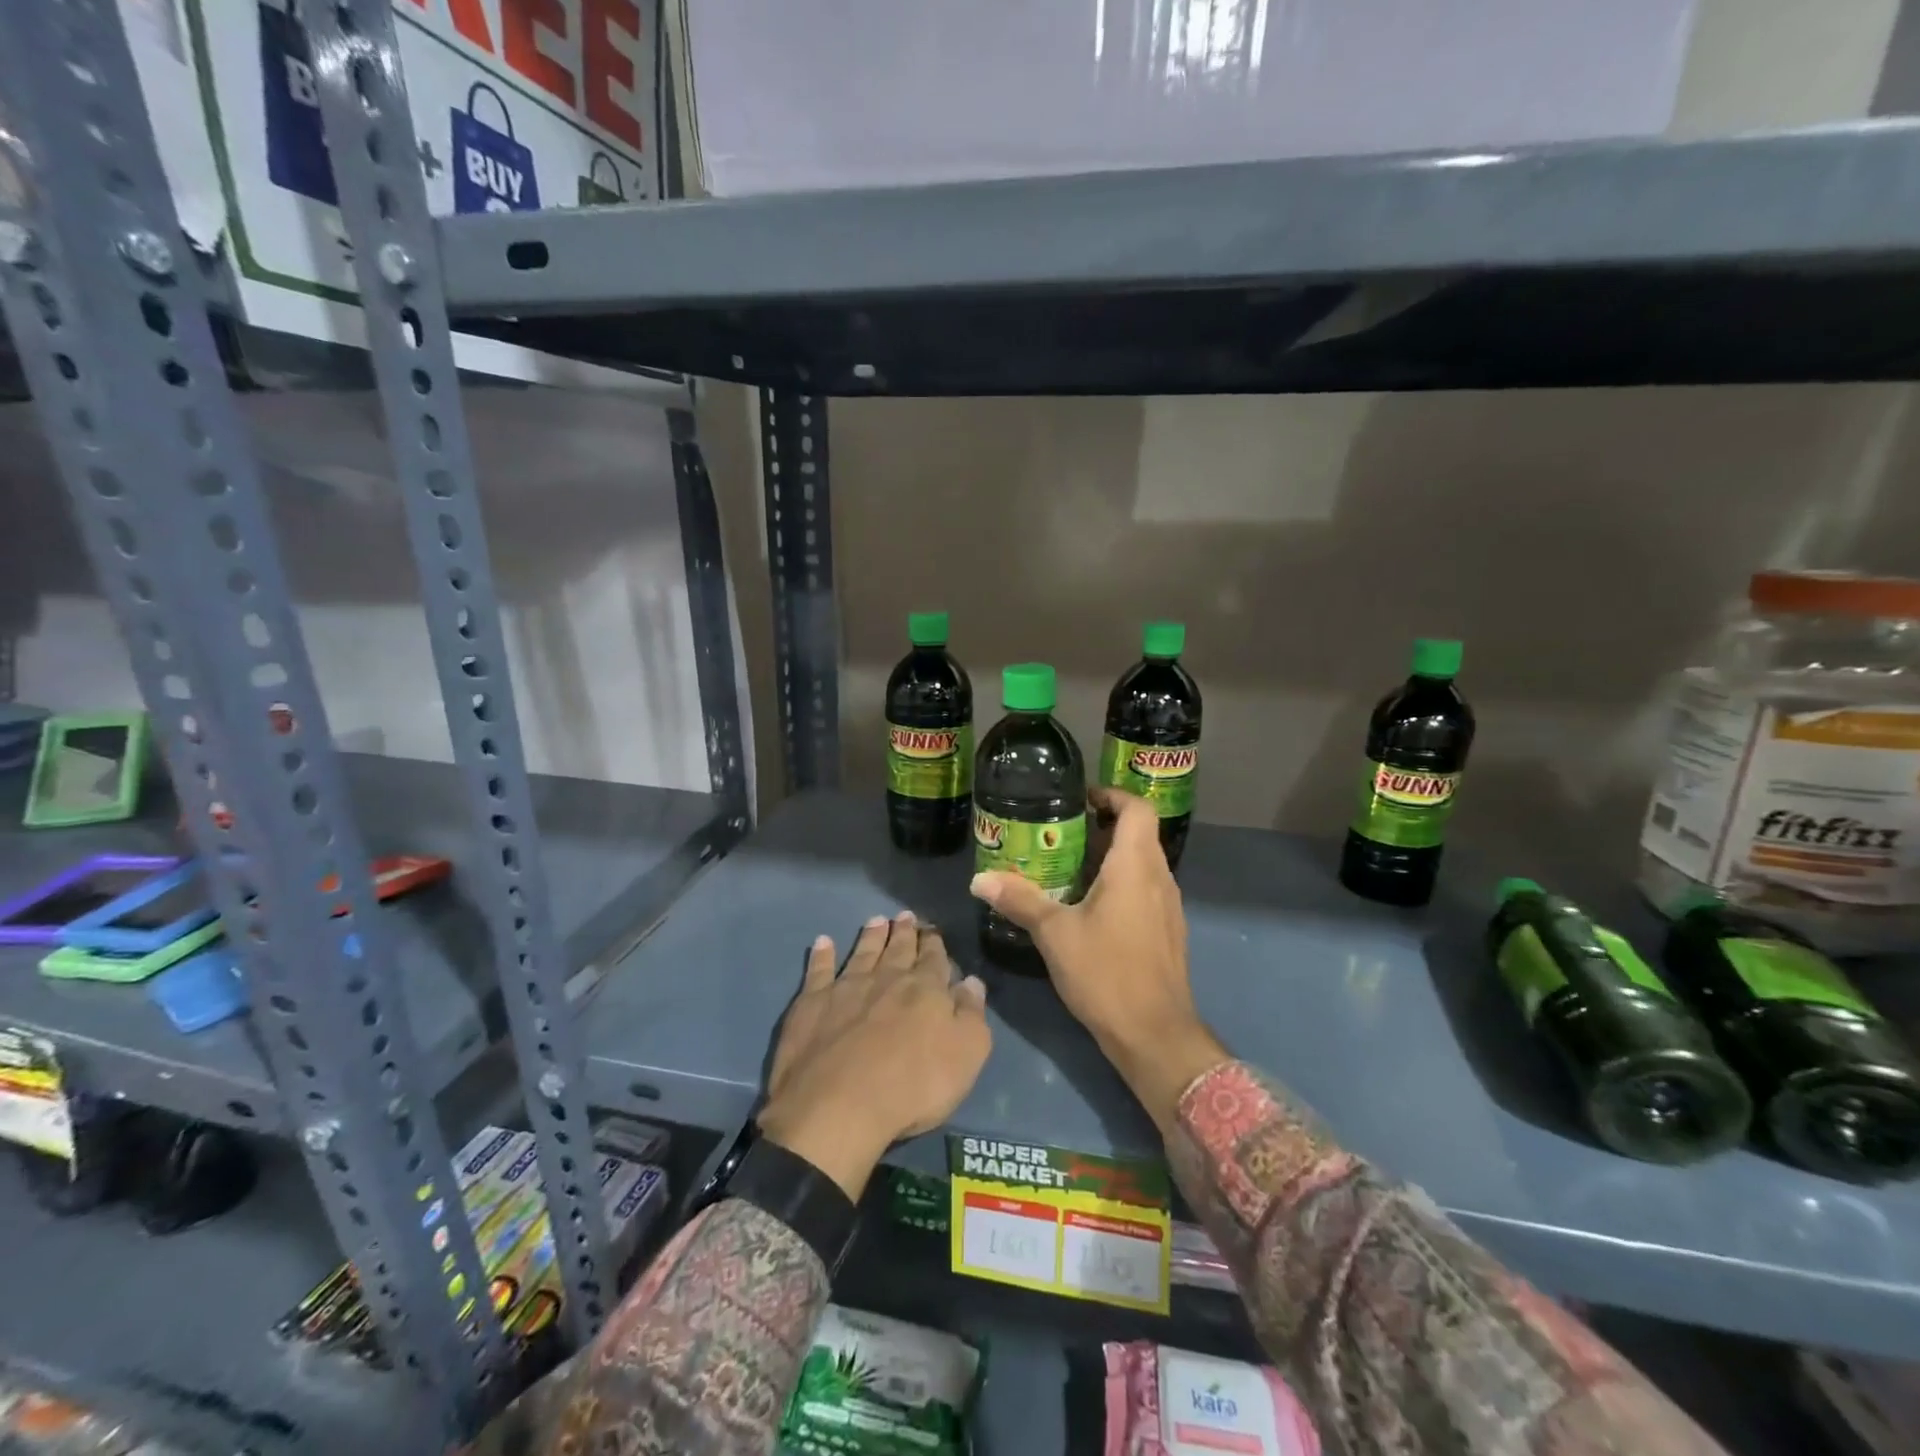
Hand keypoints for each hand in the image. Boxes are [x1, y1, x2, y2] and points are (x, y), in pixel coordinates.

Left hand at [758, 911, 990, 1199]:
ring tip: (876, 920)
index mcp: (925, 989)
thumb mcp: (965, 1055)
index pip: (934, 958)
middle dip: (904, 932)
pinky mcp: (812, 1003)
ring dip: (871, 936)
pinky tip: (823, 942)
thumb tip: (972, 981)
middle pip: (898, 949)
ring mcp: (846, 988)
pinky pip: (818, 970)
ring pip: (862, 952)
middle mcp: (886, 979)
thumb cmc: (913, 1087)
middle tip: (905, 915)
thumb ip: (971, 1014)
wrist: (839, 1107)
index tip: (932, 930)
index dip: (934, 943)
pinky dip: (822, 955)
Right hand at [969, 787, 1225, 1131]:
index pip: (1137, 808)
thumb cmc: (1106, 972)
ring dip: (1109, 858)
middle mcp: (1159, 878)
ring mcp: (1168, 906)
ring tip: (1067, 868)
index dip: (1112, 795)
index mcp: (1136, 866)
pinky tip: (1088, 909)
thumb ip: (1019, 900)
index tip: (1080, 799)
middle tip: (1059, 834)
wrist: (1155, 1034)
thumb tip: (979, 879)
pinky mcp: (1167, 932)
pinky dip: (1120, 885)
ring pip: (1142, 864)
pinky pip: (1145, 891)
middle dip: (1101, 827)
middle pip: (1138, 834)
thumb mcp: (1055, 933)